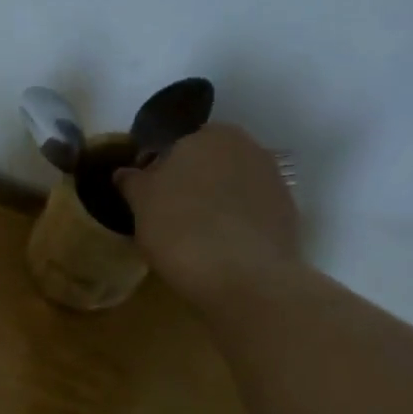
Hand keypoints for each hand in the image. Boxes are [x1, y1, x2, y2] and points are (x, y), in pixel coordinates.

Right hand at [115, 124, 300, 308]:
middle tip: (168, 220)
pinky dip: (236, 227)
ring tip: (195, 240)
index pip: (174, 147)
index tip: (147, 201)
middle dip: (191, 186)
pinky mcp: (287, 215)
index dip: (158, 172)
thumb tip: (125, 172)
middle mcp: (247, 147)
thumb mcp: (141, 205)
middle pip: (207, 166)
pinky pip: (250, 215)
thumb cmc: (182, 230)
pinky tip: (221, 251)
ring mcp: (273, 181)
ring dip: (215, 206)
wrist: (246, 278)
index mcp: (208, 135)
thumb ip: (133, 182)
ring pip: (231, 190)